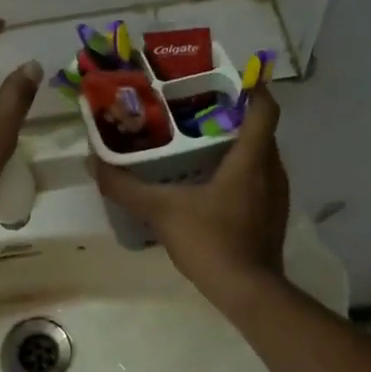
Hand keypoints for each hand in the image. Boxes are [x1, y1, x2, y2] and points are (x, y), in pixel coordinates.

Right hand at [89, 85, 290, 298]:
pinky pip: (260, 179)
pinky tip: (211, 183)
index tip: (225, 78)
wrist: (249, 293)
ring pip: (261, 156)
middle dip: (233, 115)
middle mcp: (272, 170)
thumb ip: (126, 187)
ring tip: (200, 142)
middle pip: (260, 129)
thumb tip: (94, 163)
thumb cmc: (211, 241)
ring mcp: (277, 195)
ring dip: (237, 144)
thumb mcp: (161, 211)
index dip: (251, 87)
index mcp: (251, 158)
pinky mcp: (273, 216)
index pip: (265, 108)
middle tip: (196, 109)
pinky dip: (240, 171)